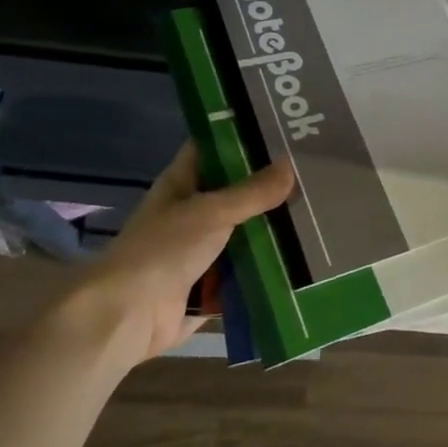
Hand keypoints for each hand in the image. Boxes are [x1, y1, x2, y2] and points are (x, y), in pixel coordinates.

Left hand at [76, 144, 295, 362]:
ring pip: (244, 234)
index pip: (214, 149)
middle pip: (236, 193)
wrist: (126, 317)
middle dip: (270, 188)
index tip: (282, 128)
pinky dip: (268, 270)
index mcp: (182, 184)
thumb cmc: (162, 250)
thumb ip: (253, 192)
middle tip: (316, 174)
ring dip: (273, 231)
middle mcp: (191, 213)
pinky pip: (245, 272)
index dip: (243, 136)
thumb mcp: (211, 212)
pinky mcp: (210, 286)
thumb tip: (291, 166)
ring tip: (321, 215)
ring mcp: (200, 251)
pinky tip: (305, 260)